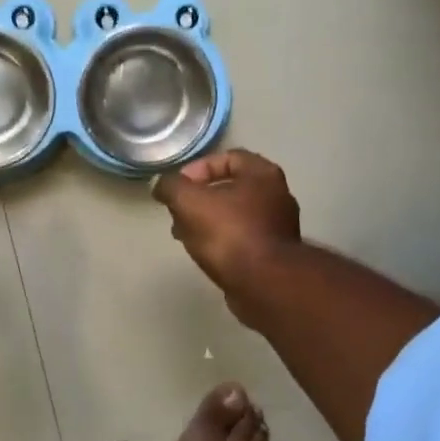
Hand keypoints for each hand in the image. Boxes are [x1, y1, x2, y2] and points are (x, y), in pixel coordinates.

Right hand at [153, 149, 301, 299]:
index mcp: (262, 174)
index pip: (228, 157)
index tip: (178, 188)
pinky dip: (223, 242)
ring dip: (208, 222)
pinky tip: (205, 253)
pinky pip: (243, 239)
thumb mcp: (189, 202)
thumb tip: (161, 185)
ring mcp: (279, 227)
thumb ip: (171, 187)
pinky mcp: (275, 254)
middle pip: (231, 188)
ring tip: (185, 235)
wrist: (264, 283)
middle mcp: (277, 195)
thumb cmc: (229, 233)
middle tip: (178, 213)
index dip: (198, 169)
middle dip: (200, 199)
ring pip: (235, 215)